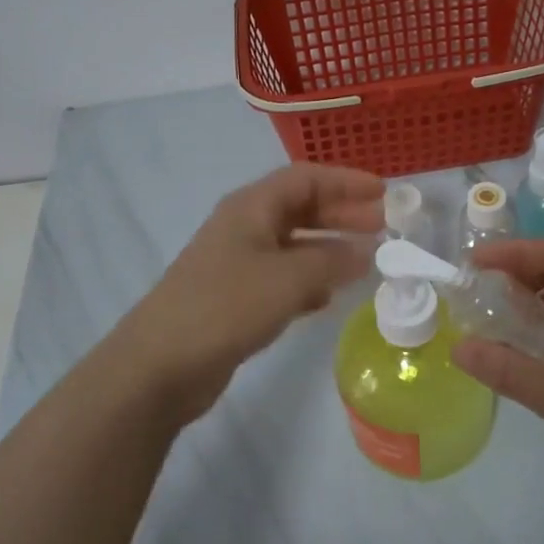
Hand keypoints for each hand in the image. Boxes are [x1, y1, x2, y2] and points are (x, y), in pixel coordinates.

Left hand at [117, 164, 383, 421]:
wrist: (159, 365)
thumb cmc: (225, 307)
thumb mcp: (287, 279)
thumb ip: (331, 261)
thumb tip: (365, 251)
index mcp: (251, 208)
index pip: (305, 178)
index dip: (345, 181)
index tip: (383, 193)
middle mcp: (244, 228)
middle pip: (300, 208)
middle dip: (341, 213)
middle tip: (382, 226)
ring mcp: (237, 264)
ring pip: (293, 245)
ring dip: (328, 248)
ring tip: (365, 261)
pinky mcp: (235, 298)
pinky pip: (282, 278)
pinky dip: (309, 281)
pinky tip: (328, 298)